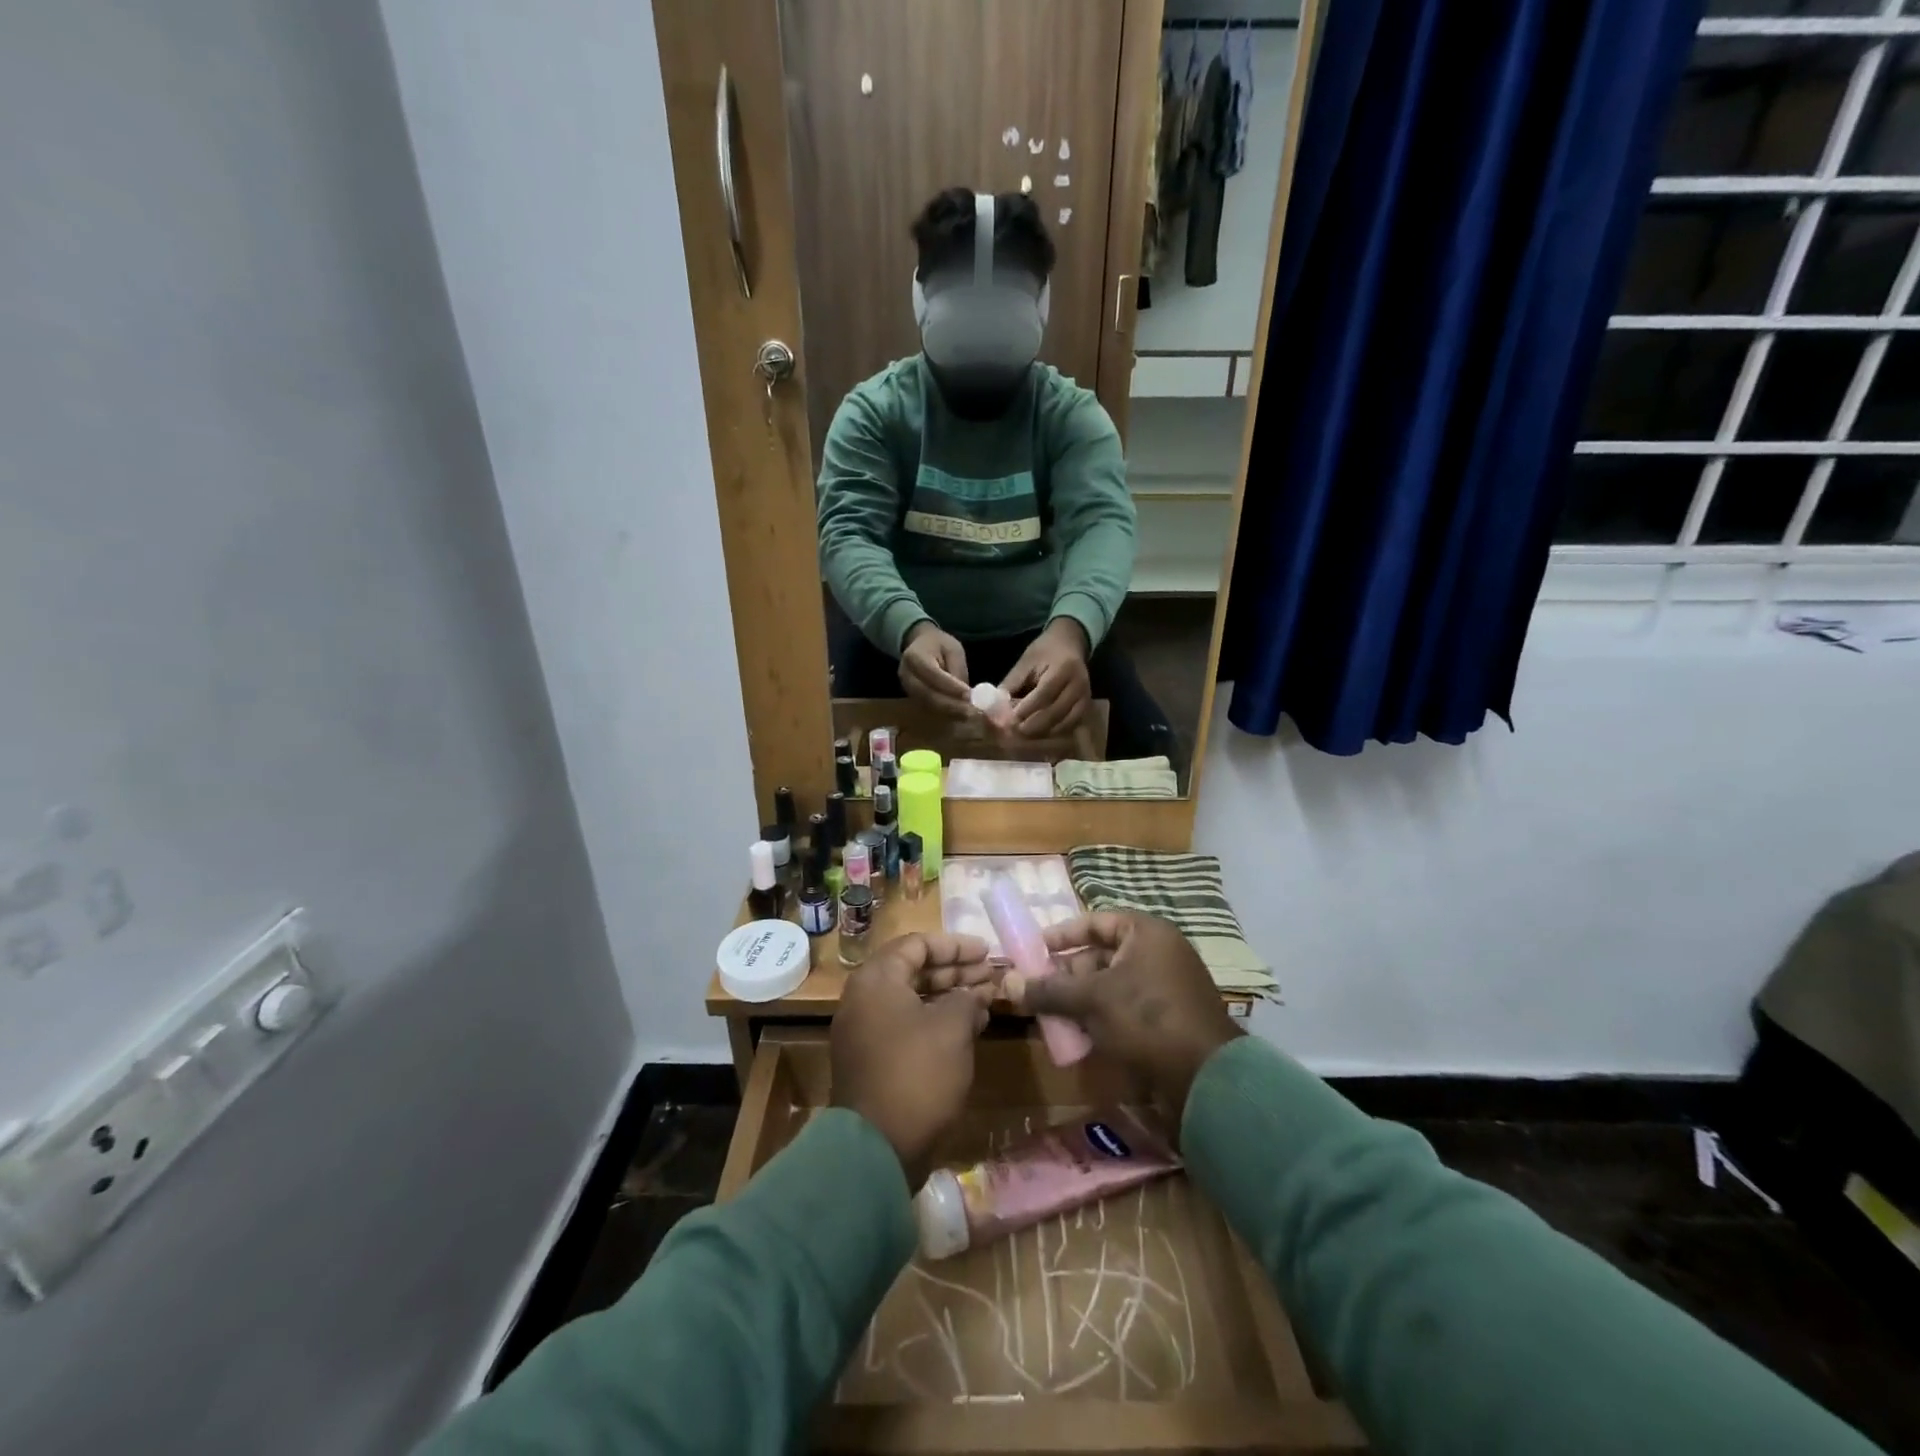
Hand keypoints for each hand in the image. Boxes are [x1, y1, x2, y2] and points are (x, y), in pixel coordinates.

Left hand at [831, 932, 996, 1187]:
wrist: (877, 1148)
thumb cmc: (917, 1073)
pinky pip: (908, 1025)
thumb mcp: (952, 1027)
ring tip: (988, 999)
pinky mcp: (873, 1059)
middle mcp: (864, 998)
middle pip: (914, 970)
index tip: (987, 952)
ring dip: (950, 996)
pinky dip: (937, 1020)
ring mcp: (866, 1031)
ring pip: (913, 999)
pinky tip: (970, 1027)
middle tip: (991, 975)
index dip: (955, 945)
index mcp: (876, 980)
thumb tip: (973, 994)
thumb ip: (966, 998)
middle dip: (956, 970)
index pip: (917, 944)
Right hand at [899, 621, 971, 717]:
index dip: (950, 686)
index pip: (932, 674)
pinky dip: (945, 713)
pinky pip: (929, 709)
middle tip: (971, 711)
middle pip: (927, 694)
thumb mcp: (952, 649)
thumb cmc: (938, 645)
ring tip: (969, 714)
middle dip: (951, 705)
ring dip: (949, 712)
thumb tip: (966, 695)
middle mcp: (906, 675)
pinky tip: (960, 714)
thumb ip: (957, 670)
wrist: (919, 646)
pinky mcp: (912, 698)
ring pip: (928, 705)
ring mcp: (907, 689)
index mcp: (914, 656)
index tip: (969, 695)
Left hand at [1002, 619, 1091, 738]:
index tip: (1009, 719)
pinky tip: (1038, 733)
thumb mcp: (1026, 661)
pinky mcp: (1086, 708)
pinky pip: (1069, 726)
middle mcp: (1078, 685)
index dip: (1026, 709)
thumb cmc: (1045, 651)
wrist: (1070, 644)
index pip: (1044, 694)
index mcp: (1064, 669)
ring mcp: (1085, 698)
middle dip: (1032, 725)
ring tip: (1022, 734)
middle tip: (1013, 731)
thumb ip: (1012, 683)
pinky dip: (1052, 732)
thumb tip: (996, 707)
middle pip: (1055, 712)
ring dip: (1041, 732)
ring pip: (1063, 723)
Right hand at [1003, 912, 1240, 1123]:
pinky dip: (1102, 1017)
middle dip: (1068, 974)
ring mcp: (1167, 987)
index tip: (1034, 950)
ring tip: (1053, 1017)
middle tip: (1039, 990)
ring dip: (1081, 999)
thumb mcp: (1091, 1000)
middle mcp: (1160, 952)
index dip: (1062, 935)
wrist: (1206, 1079)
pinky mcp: (1169, 1019)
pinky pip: (1126, 1008)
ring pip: (1111, 985)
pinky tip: (1080, 1038)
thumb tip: (1007, 984)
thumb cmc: (1146, 1019)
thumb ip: (1049, 990)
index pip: (1095, 921)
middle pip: (1102, 955)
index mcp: (1146, 933)